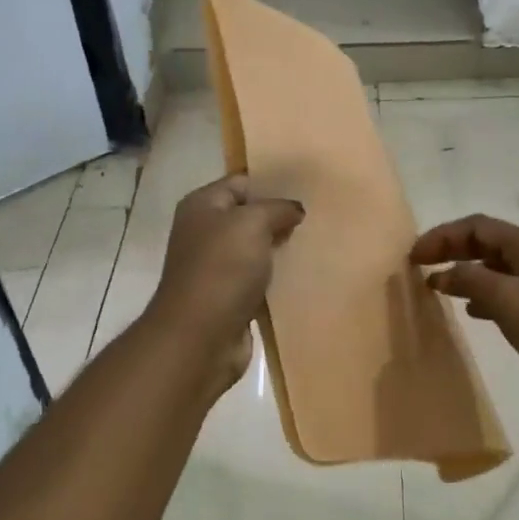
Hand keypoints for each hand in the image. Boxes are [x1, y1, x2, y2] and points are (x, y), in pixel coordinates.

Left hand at [147, 176, 304, 391]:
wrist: (201, 336)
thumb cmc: (222, 269)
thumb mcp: (252, 223)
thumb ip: (277, 208)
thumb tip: (294, 209)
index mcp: (202, 206)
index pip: (241, 182)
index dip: (272, 183)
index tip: (307, 188)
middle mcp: (205, 232)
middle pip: (249, 216)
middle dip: (280, 217)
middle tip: (318, 216)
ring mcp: (216, 266)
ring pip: (256, 249)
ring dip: (281, 248)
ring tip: (316, 242)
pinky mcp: (229, 297)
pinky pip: (259, 278)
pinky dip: (278, 277)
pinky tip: (304, 274)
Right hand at [411, 214, 518, 416]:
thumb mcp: (508, 301)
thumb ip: (471, 281)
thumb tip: (443, 272)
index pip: (476, 226)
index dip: (442, 236)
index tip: (414, 256)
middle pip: (485, 243)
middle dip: (451, 250)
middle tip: (420, 266)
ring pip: (494, 267)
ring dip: (464, 272)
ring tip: (438, 287)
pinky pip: (505, 290)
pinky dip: (482, 294)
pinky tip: (472, 311)